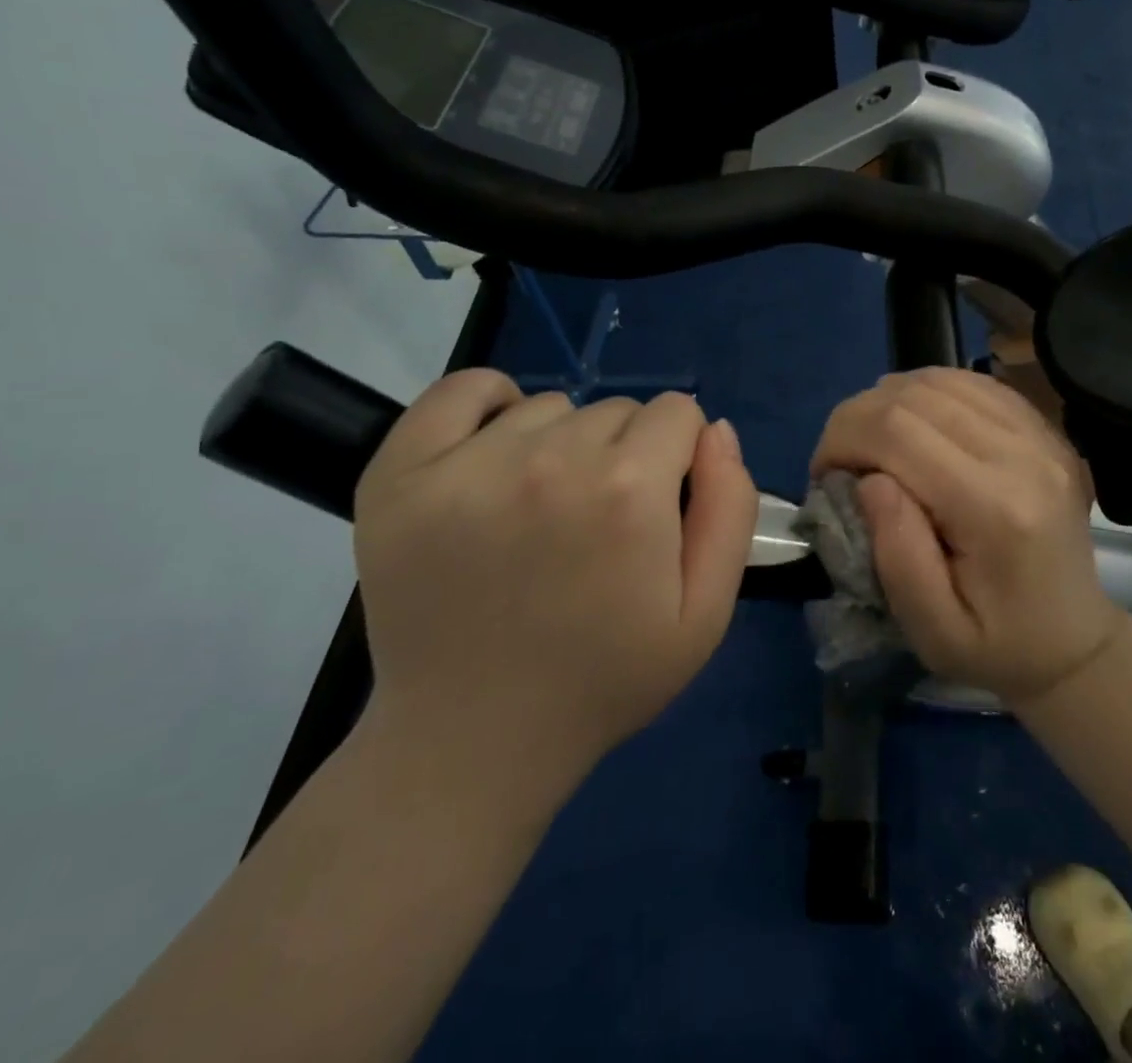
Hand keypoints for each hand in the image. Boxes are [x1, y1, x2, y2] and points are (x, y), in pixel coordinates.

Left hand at [352, 374, 757, 779]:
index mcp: (629, 490)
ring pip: (551, 406)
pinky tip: (495, 450)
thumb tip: (717, 431)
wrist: (472, 741)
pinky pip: (461, 390)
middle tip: (599, 525)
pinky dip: (489, 405)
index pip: (678, 414)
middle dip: (626, 453)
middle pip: (617, 409)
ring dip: (562, 443)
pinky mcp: (402, 473)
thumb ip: (729, 510)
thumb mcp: (704, 614)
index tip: (659, 506)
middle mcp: (551, 459)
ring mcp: (468, 463)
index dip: (679, 457)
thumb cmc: (602, 679)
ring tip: (542, 511)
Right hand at [810, 367, 1122, 703]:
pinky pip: (972, 383)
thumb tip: (869, 479)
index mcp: (996, 509)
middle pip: (915, 395)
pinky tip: (913, 424)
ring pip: (941, 379)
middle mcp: (1024, 456)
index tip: (823, 475)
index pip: (898, 431)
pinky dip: (927, 393)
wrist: (1072, 642)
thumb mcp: (933, 630)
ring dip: (889, 401)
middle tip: (840, 459)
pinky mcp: (1044, 429)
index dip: (843, 438)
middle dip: (856, 417)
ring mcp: (1041, 435)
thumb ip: (897, 555)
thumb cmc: (996, 647)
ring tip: (873, 443)